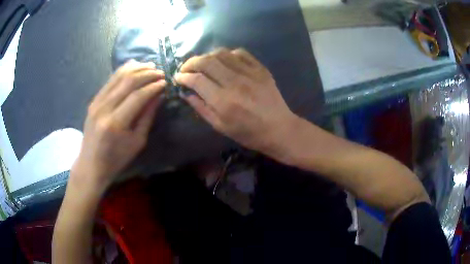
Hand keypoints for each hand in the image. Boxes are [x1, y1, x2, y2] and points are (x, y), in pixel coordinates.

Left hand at [71, 60, 165, 191]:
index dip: (153, 86)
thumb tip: (158, 96)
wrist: (91, 164)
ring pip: (118, 76)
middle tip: (160, 72)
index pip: (137, 96)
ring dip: (136, 68)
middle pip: (128, 82)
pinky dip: (123, 71)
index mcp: (115, 123)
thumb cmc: (116, 159)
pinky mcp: (94, 100)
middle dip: (147, 74)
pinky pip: (110, 80)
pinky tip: (134, 66)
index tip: (165, 82)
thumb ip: (147, 117)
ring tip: (150, 66)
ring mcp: (96, 102)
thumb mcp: (137, 142)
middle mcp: (104, 108)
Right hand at [175, 48, 295, 153]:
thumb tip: (186, 93)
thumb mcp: (221, 127)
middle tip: (186, 68)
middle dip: (191, 62)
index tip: (178, 78)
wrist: (279, 129)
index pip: (197, 80)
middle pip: (206, 61)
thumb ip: (201, 108)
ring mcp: (250, 73)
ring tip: (202, 63)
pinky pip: (240, 52)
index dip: (184, 76)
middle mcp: (235, 83)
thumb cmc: (249, 133)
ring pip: (221, 53)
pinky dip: (227, 53)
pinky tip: (223, 60)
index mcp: (224, 101)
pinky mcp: (260, 69)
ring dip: (207, 56)